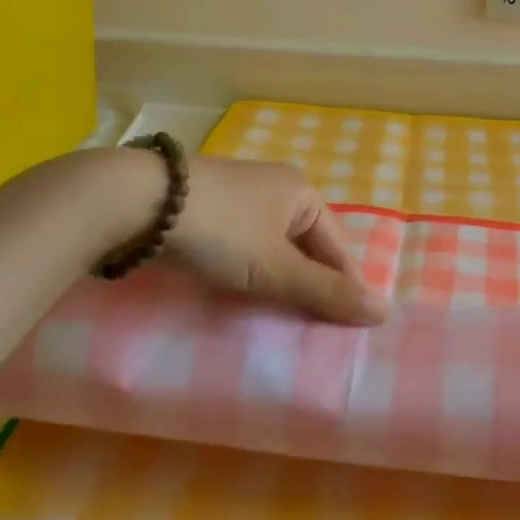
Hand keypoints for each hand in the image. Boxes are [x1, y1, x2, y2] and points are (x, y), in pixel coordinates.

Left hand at [164, 155, 388, 325]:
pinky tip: (240, 295)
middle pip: (306, 247)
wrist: (133, 202)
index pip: (338, 248)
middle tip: (311, 331)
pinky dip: (246, 272)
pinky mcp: (204, 210)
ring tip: (278, 320)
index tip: (347, 331)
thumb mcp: (276, 267)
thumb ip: (327, 292)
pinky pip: (241, 247)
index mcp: (301, 192)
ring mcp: (237, 197)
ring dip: (277, 281)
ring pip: (272, 248)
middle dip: (309, 286)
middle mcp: (274, 188)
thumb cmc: (219, 231)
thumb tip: (385, 312)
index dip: (345, 288)